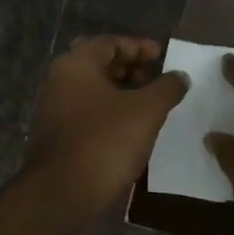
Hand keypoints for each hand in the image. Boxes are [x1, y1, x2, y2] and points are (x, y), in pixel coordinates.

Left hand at [26, 36, 188, 212]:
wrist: (63, 192)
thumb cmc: (106, 141)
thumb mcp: (147, 110)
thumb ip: (167, 88)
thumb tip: (180, 76)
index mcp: (76, 64)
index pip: (110, 42)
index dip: (139, 47)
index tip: (163, 57)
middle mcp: (59, 81)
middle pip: (99, 65)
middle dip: (131, 70)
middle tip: (157, 81)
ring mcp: (53, 110)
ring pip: (93, 91)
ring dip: (122, 93)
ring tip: (149, 107)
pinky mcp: (56, 136)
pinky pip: (87, 113)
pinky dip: (109, 113)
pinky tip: (130, 129)